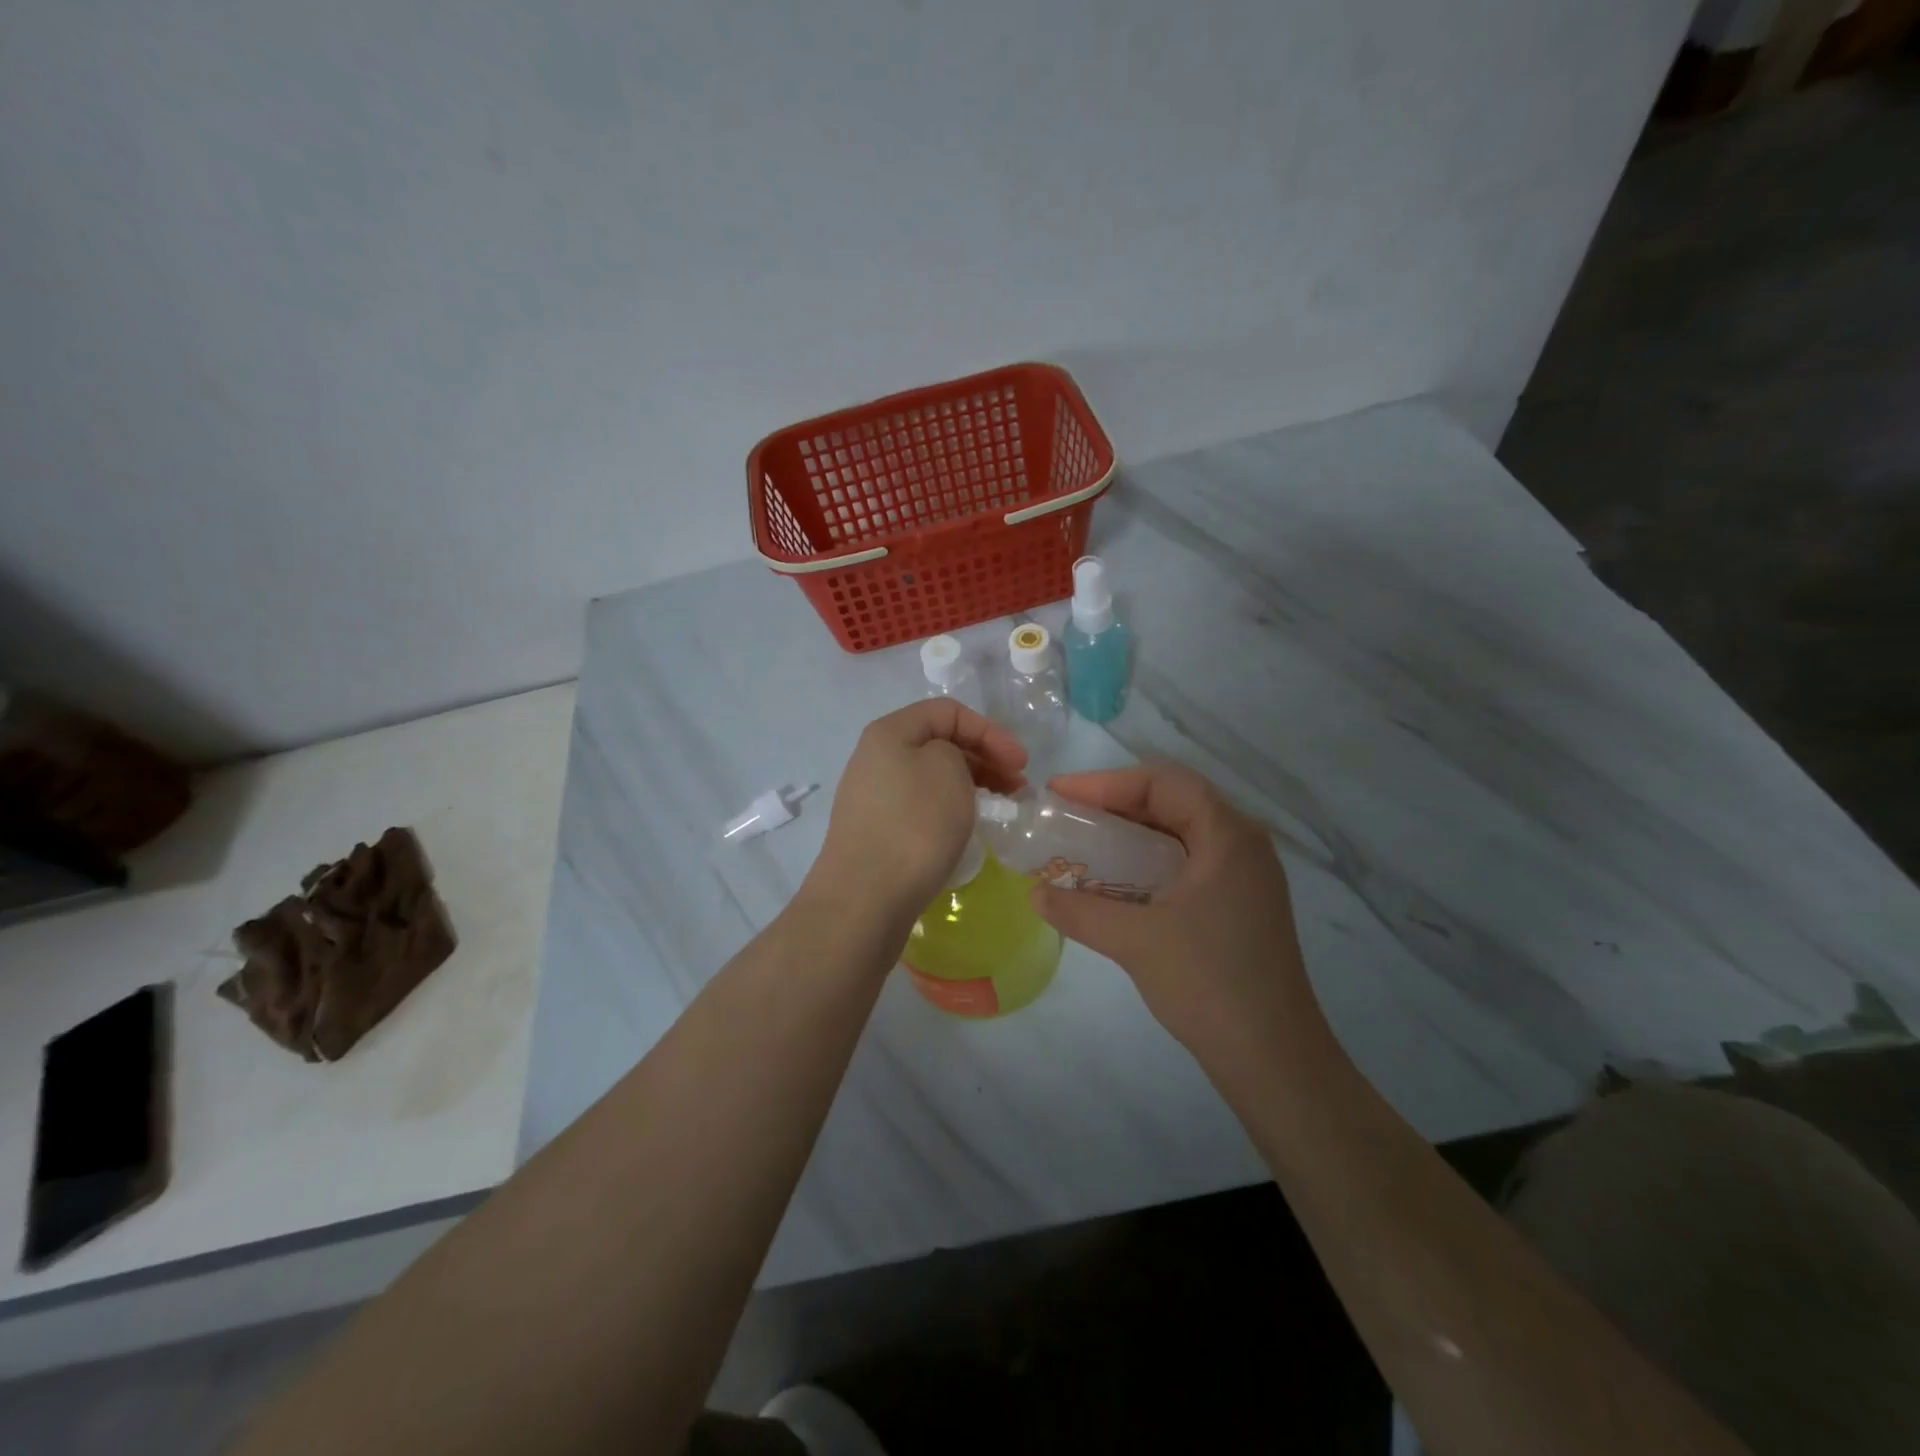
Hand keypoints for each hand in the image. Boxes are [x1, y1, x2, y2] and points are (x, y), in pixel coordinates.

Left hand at [807, 700, 1026, 926]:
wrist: (866, 897)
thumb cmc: (914, 823)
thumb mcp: (948, 768)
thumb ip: (956, 750)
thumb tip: (947, 767)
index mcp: (889, 732)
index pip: (948, 711)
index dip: (990, 731)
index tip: (1021, 764)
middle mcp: (875, 758)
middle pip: (939, 743)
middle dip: (984, 758)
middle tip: (1017, 787)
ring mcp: (872, 798)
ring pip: (931, 777)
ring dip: (970, 785)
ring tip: (999, 808)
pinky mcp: (876, 832)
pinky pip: (920, 807)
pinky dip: (949, 809)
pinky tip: (966, 829)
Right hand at [1030, 762, 1333, 1065]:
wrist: (1274, 1059)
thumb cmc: (1209, 985)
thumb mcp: (1135, 941)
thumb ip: (1079, 911)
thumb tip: (1034, 894)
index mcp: (1228, 836)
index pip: (1163, 782)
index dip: (1106, 782)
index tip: (1059, 794)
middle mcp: (1242, 844)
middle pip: (1173, 800)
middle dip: (1115, 803)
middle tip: (1067, 814)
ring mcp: (1245, 875)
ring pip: (1179, 831)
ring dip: (1131, 832)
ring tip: (1084, 840)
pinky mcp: (1239, 903)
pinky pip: (1187, 861)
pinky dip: (1148, 860)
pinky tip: (1117, 880)